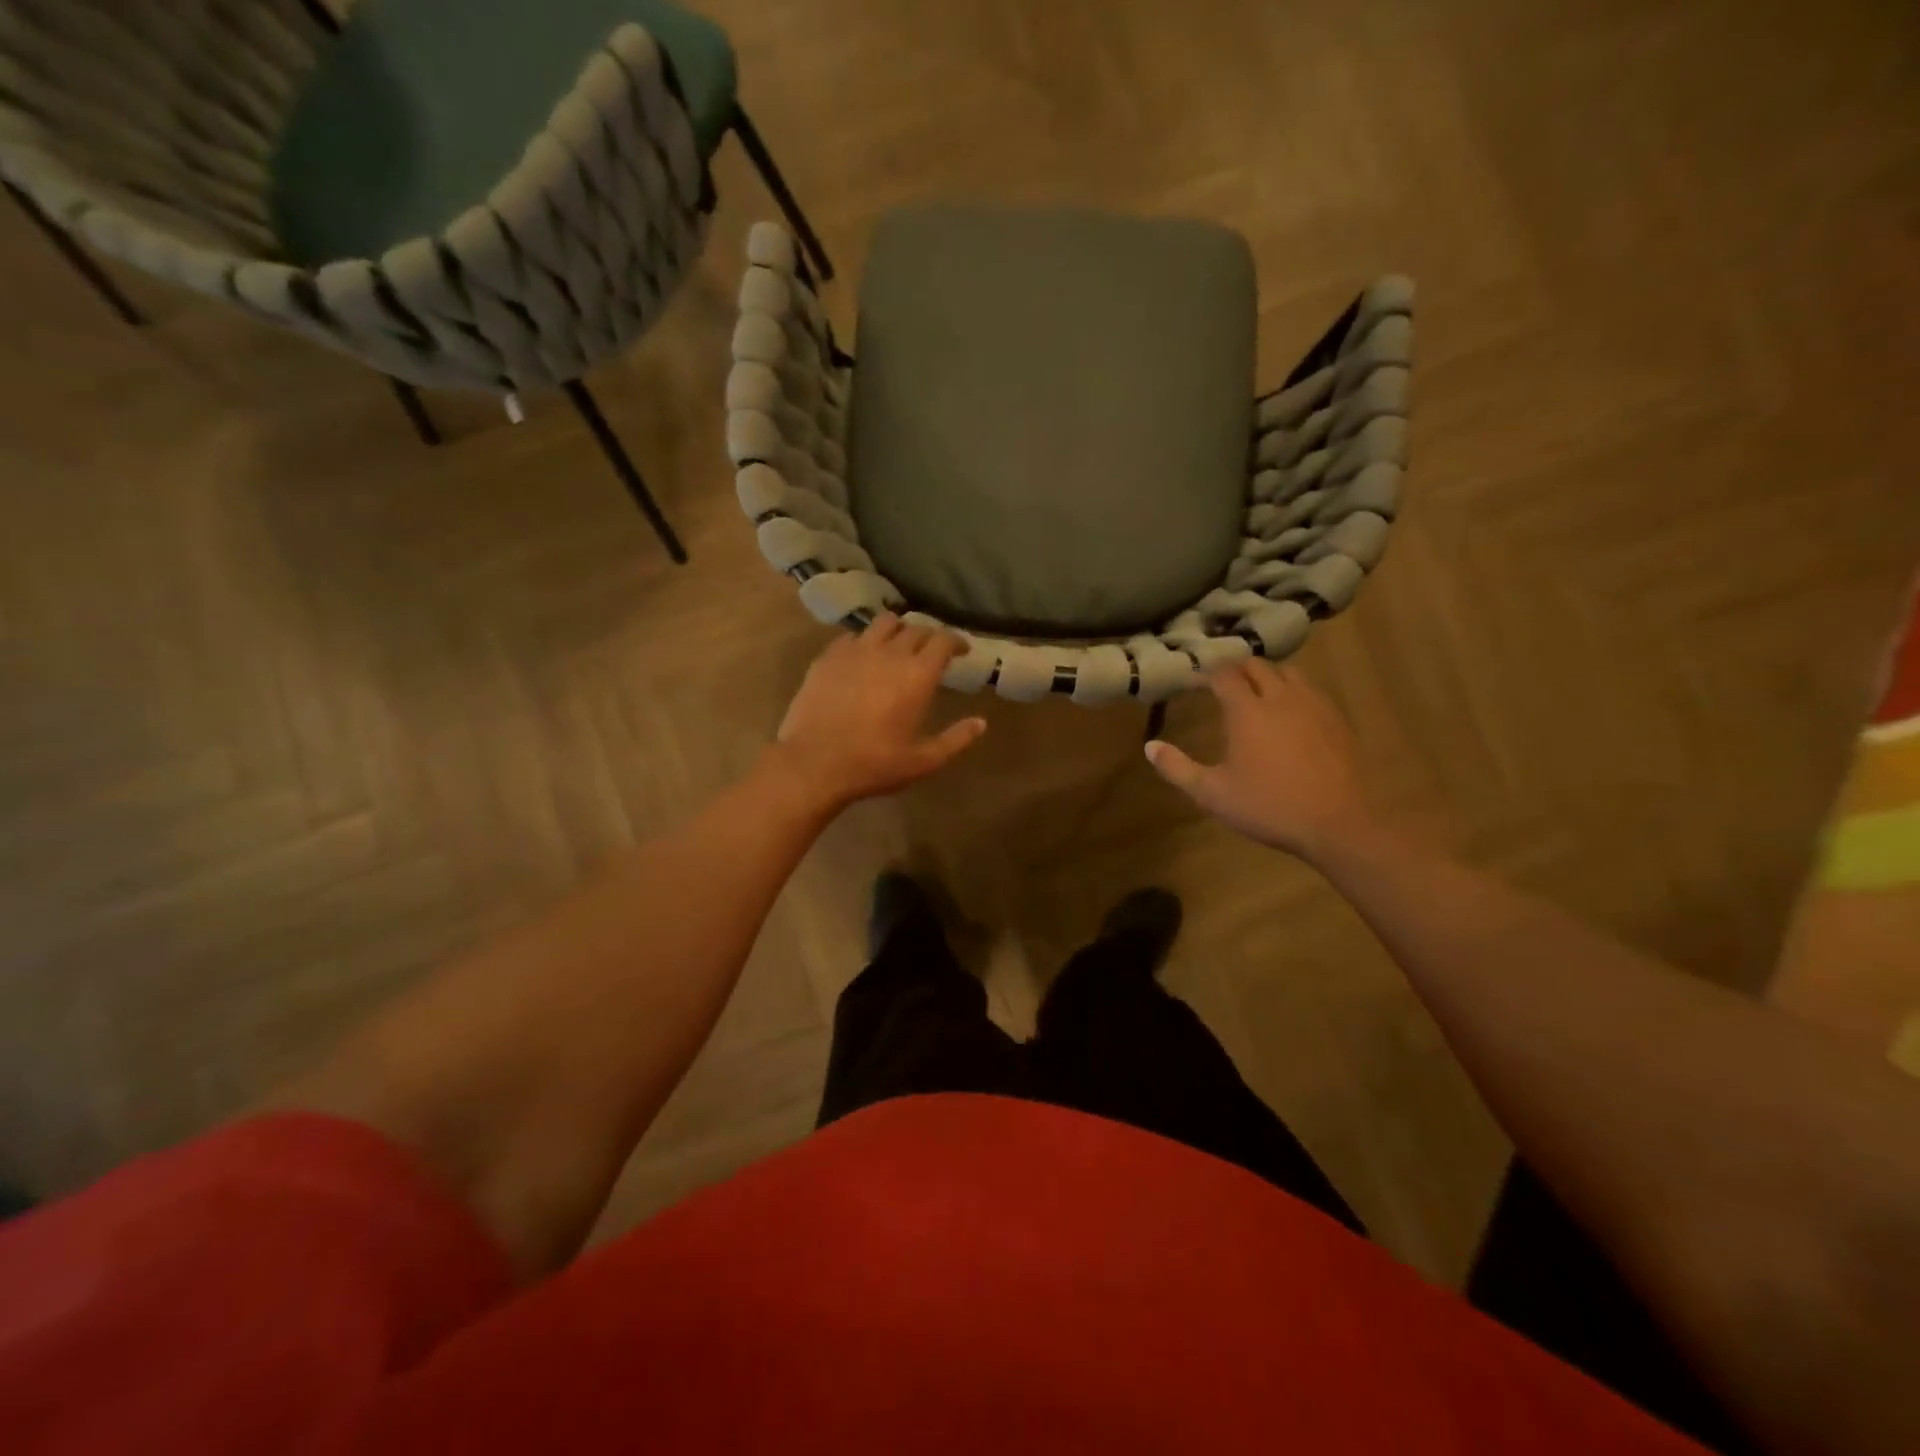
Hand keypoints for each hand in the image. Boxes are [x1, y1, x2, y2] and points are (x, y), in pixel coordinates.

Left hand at [770, 614, 986, 808]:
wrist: (814, 763)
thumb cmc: (874, 764)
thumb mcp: (923, 761)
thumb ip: (956, 739)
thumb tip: (981, 723)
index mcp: (917, 675)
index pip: (943, 640)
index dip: (956, 640)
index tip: (961, 649)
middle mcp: (889, 653)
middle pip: (915, 628)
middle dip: (928, 635)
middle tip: (931, 651)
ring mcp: (855, 651)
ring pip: (883, 623)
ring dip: (897, 629)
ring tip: (898, 644)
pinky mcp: (827, 657)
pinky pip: (852, 636)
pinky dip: (865, 640)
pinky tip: (863, 656)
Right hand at [1146, 661, 1372, 861]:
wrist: (1339, 822)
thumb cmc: (1269, 807)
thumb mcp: (1213, 793)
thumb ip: (1178, 768)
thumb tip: (1150, 747)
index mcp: (1247, 711)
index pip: (1223, 675)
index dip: (1205, 673)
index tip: (1193, 680)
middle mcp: (1281, 698)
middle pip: (1257, 665)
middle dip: (1235, 668)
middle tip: (1221, 681)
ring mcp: (1314, 706)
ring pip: (1288, 672)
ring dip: (1267, 674)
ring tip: (1255, 690)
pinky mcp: (1337, 720)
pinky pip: (1311, 690)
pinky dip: (1292, 690)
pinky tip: (1289, 712)